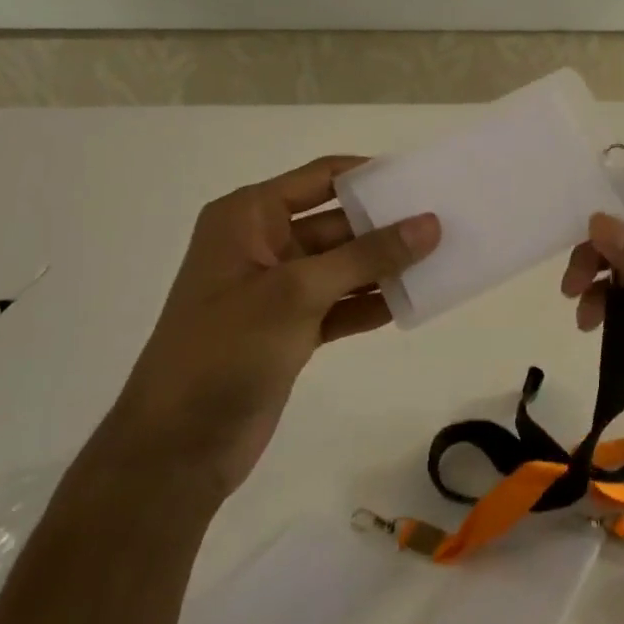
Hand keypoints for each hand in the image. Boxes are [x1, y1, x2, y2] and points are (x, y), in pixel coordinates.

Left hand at [116, 155, 439, 496]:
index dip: (371, 176)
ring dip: (386, 267)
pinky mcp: (291, 330)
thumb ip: (367, 255)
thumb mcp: (297, 292)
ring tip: (442, 261)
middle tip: (446, 224)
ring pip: (344, 266)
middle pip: (338, 222)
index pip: (321, 178)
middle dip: (387, 225)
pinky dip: (371, 304)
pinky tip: (413, 303)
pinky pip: (341, 304)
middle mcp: (263, 245)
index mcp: (249, 217)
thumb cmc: (227, 350)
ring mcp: (278, 290)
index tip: (423, 181)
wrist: (177, 447)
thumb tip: (430, 224)